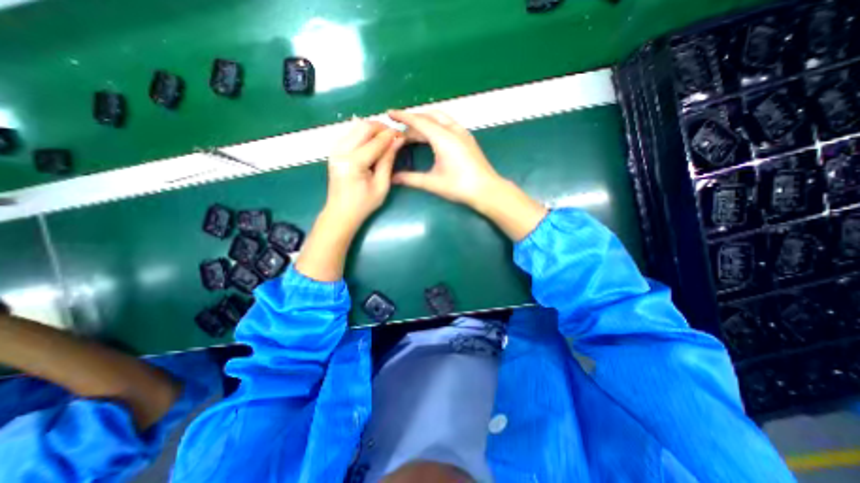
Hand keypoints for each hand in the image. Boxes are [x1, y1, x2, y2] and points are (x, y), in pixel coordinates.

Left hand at [294, 117, 404, 283]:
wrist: (340, 212)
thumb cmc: (364, 204)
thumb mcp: (381, 185)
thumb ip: (388, 160)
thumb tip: (398, 141)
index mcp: (353, 162)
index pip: (376, 141)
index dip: (391, 136)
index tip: (403, 135)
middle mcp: (341, 151)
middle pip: (363, 126)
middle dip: (381, 128)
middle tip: (394, 136)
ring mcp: (335, 149)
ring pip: (355, 126)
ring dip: (372, 129)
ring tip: (385, 140)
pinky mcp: (334, 150)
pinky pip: (350, 133)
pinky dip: (363, 134)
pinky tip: (372, 144)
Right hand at [386, 110, 500, 208]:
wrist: (487, 190)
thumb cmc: (459, 186)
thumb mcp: (432, 183)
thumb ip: (411, 179)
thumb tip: (393, 178)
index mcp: (443, 138)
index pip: (419, 121)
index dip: (403, 117)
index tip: (389, 113)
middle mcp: (453, 130)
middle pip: (429, 117)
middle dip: (413, 121)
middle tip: (401, 132)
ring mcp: (462, 133)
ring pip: (440, 119)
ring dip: (425, 122)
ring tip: (414, 134)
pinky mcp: (467, 138)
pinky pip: (448, 124)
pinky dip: (436, 126)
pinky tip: (432, 137)